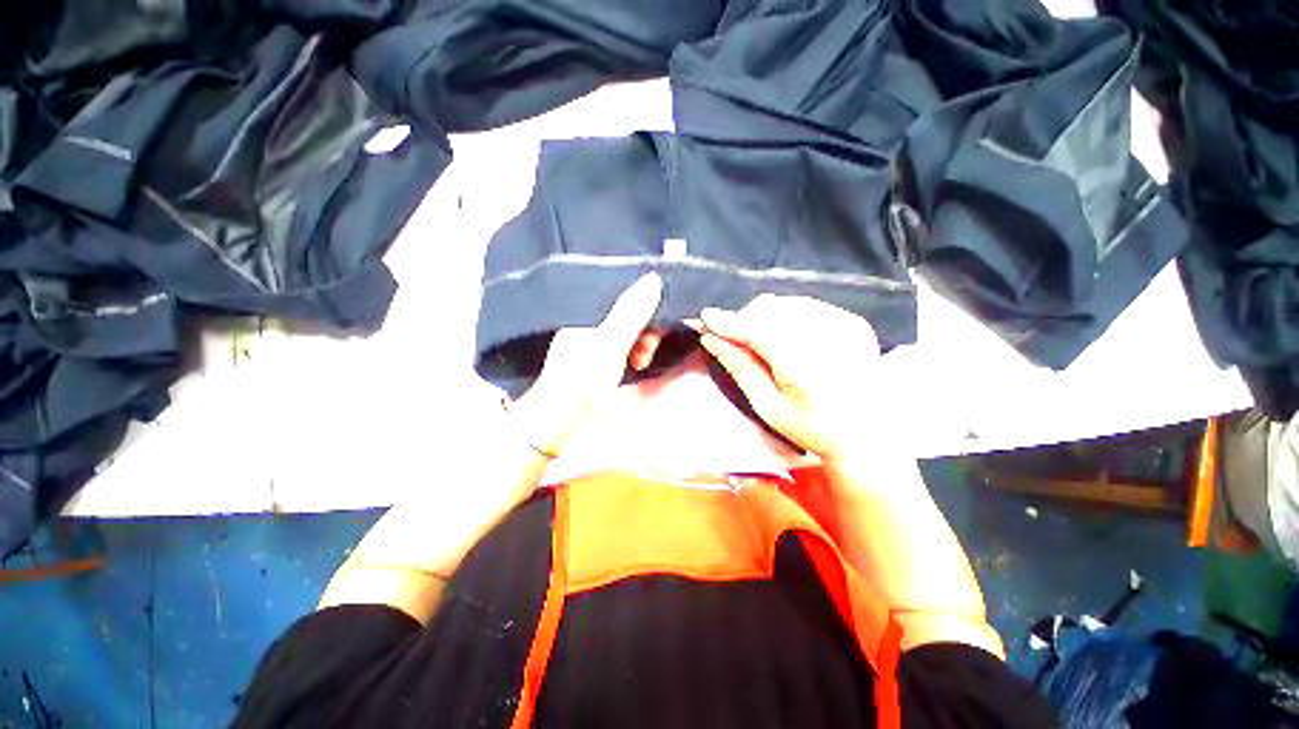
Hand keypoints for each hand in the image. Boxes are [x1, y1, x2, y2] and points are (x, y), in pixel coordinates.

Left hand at [509, 273, 663, 455]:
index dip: (644, 308)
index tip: (653, 329)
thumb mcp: (610, 343)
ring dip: (640, 344)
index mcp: (584, 312)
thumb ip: (631, 312)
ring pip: (626, 330)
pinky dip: (631, 353)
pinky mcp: (595, 357)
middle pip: (626, 313)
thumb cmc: (583, 379)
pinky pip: (621, 344)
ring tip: (641, 364)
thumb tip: (653, 277)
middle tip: (646, 354)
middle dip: (644, 331)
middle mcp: (586, 321)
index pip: (622, 295)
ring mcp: (590, 339)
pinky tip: (634, 366)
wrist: (559, 420)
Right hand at [696, 295, 883, 462]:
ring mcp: (846, 325)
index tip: (705, 317)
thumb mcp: (768, 407)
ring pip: (787, 303)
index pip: (758, 330)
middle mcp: (829, 338)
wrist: (869, 434)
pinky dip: (787, 316)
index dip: (729, 322)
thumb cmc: (812, 428)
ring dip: (764, 316)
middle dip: (745, 319)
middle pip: (771, 309)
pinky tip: (785, 336)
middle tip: (733, 338)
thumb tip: (711, 339)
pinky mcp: (853, 321)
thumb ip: (740, 368)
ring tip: (758, 340)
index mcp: (806, 367)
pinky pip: (807, 305)